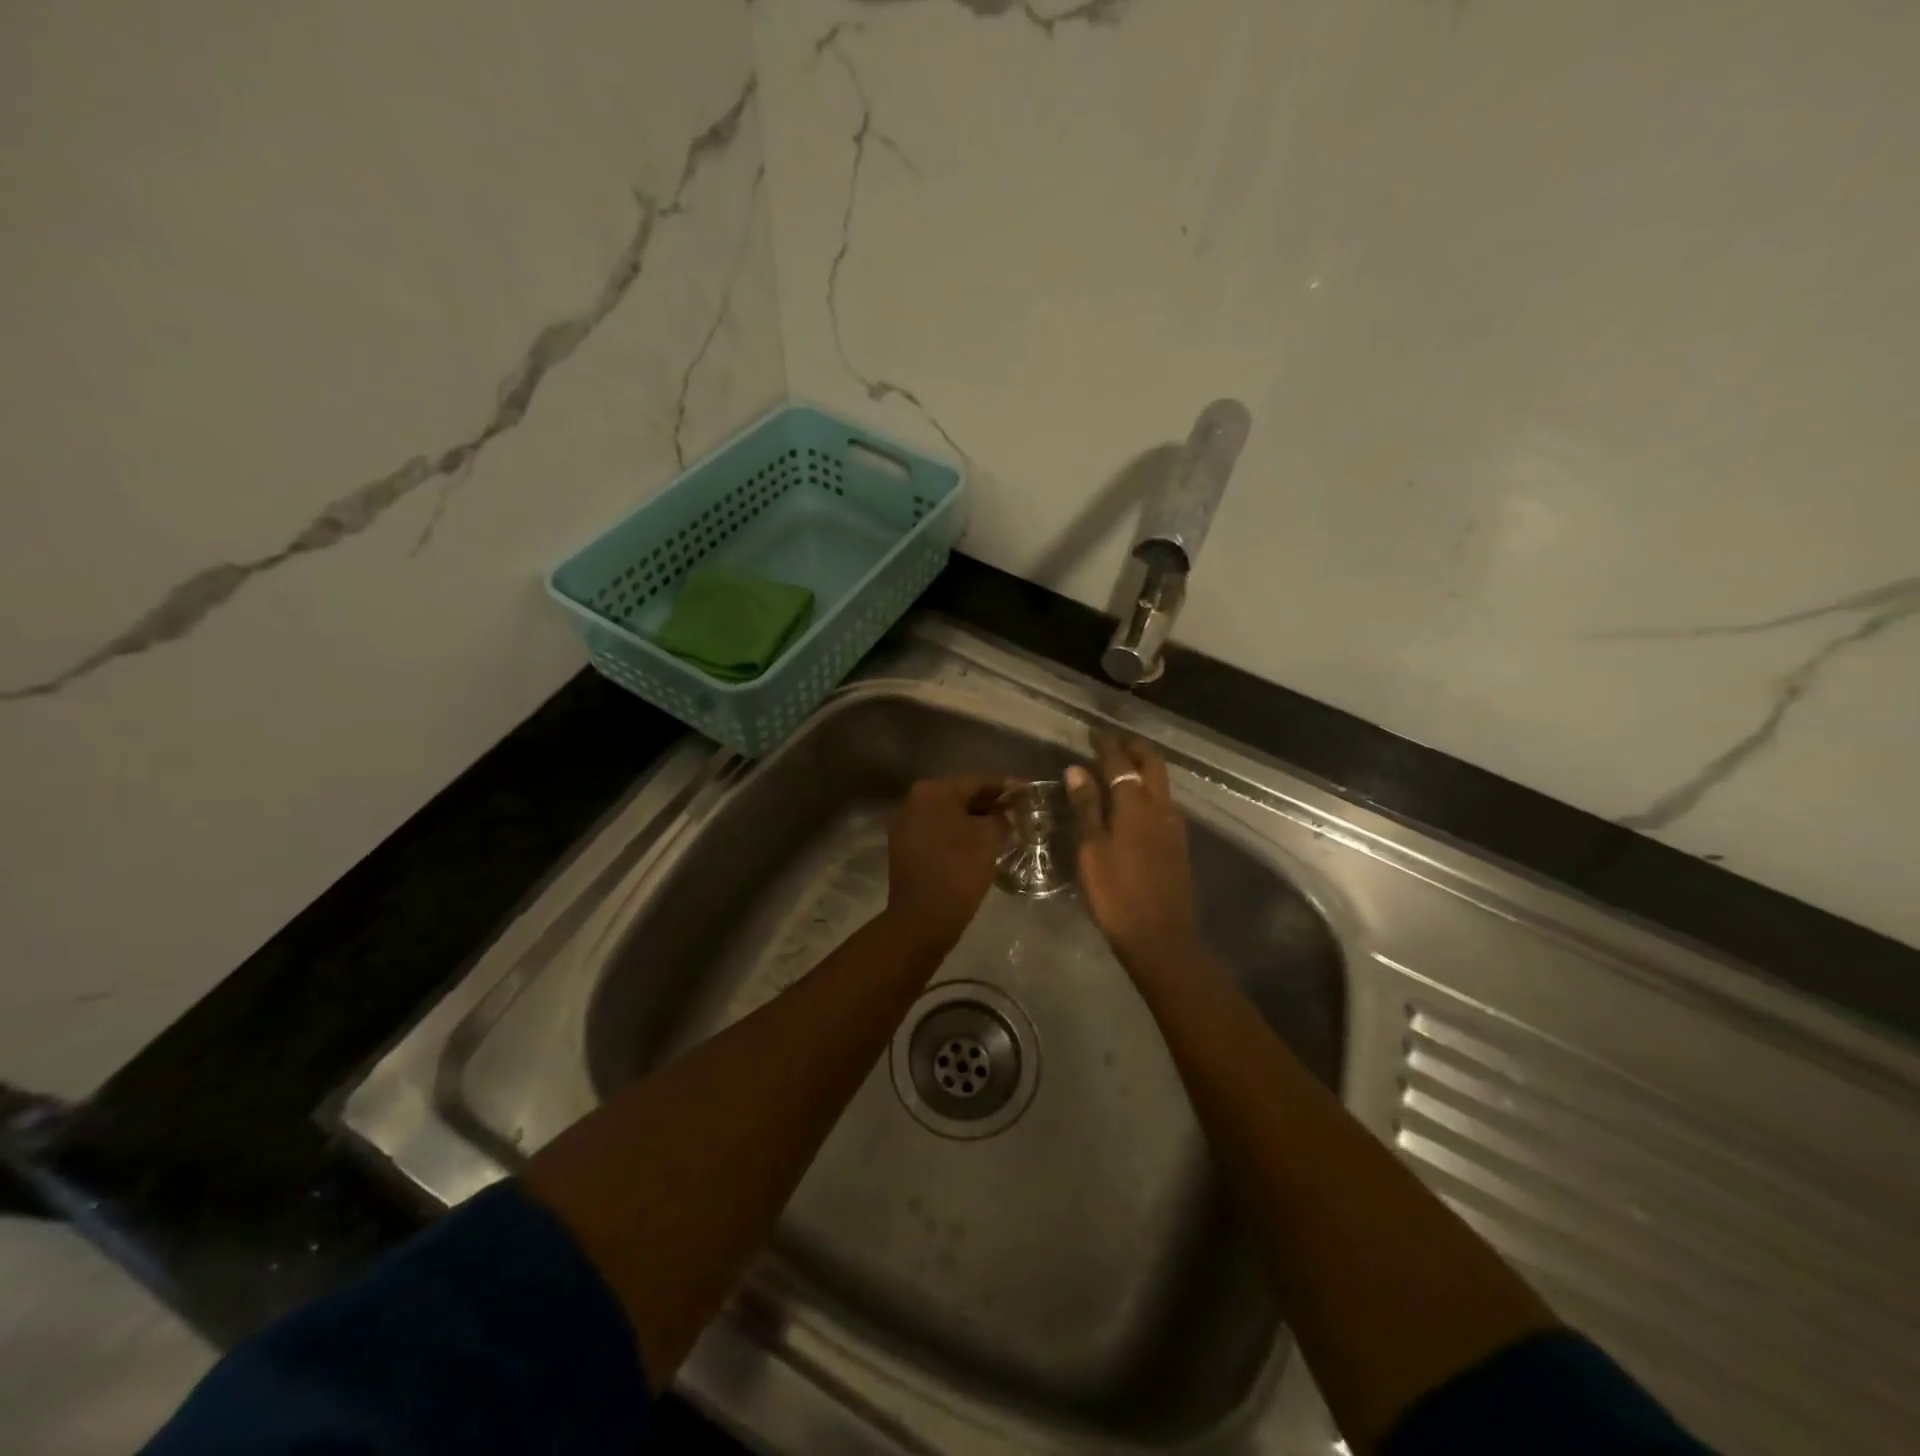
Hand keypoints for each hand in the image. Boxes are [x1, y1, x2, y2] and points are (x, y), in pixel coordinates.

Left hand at [886, 777, 1004, 949]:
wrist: (923, 918)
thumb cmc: (958, 869)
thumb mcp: (988, 838)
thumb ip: (1002, 817)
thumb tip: (1009, 811)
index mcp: (932, 792)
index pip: (976, 781)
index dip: (1004, 788)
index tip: (1026, 793)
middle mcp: (913, 802)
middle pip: (960, 797)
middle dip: (989, 805)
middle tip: (1018, 813)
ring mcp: (906, 826)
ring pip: (949, 816)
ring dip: (975, 821)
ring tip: (1004, 830)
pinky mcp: (906, 849)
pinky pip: (939, 833)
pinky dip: (959, 836)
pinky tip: (980, 846)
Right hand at [1066, 735, 1202, 974]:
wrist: (1161, 938)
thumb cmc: (1116, 894)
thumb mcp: (1091, 850)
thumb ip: (1086, 808)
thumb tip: (1077, 769)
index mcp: (1136, 806)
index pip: (1121, 763)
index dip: (1107, 745)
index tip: (1094, 733)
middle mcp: (1161, 808)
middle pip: (1152, 765)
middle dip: (1134, 747)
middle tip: (1113, 741)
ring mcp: (1174, 827)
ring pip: (1162, 783)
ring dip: (1144, 767)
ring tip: (1122, 766)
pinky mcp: (1178, 845)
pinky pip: (1163, 803)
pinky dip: (1149, 790)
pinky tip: (1135, 803)